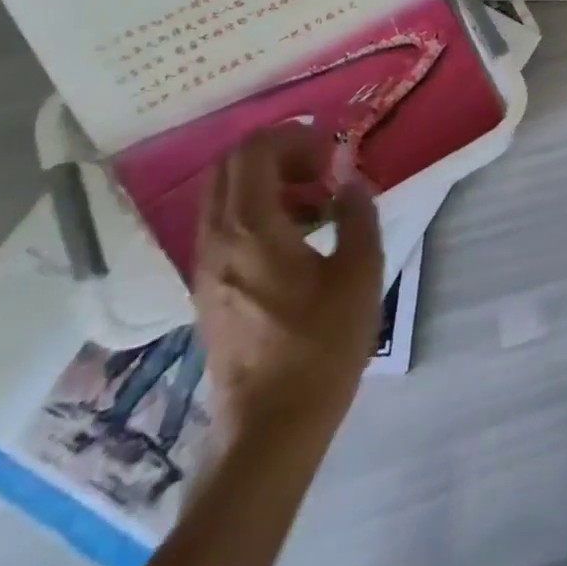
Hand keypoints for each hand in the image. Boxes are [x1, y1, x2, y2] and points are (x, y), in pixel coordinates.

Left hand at [193, 125, 384, 440]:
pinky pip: (226, 224)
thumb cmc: (321, 345)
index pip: (253, 150)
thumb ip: (358, 213)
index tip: (334, 153)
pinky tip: (300, 236)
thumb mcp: (360, 272)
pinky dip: (259, 210)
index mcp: (251, 229)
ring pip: (225, 194)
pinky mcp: (208, 289)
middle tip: (325, 168)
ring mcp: (205, 267)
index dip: (296, 136)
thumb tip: (351, 179)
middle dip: (280, 152)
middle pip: (231, 165)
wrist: (270, 429)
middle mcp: (217, 240)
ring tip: (319, 203)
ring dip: (270, 181)